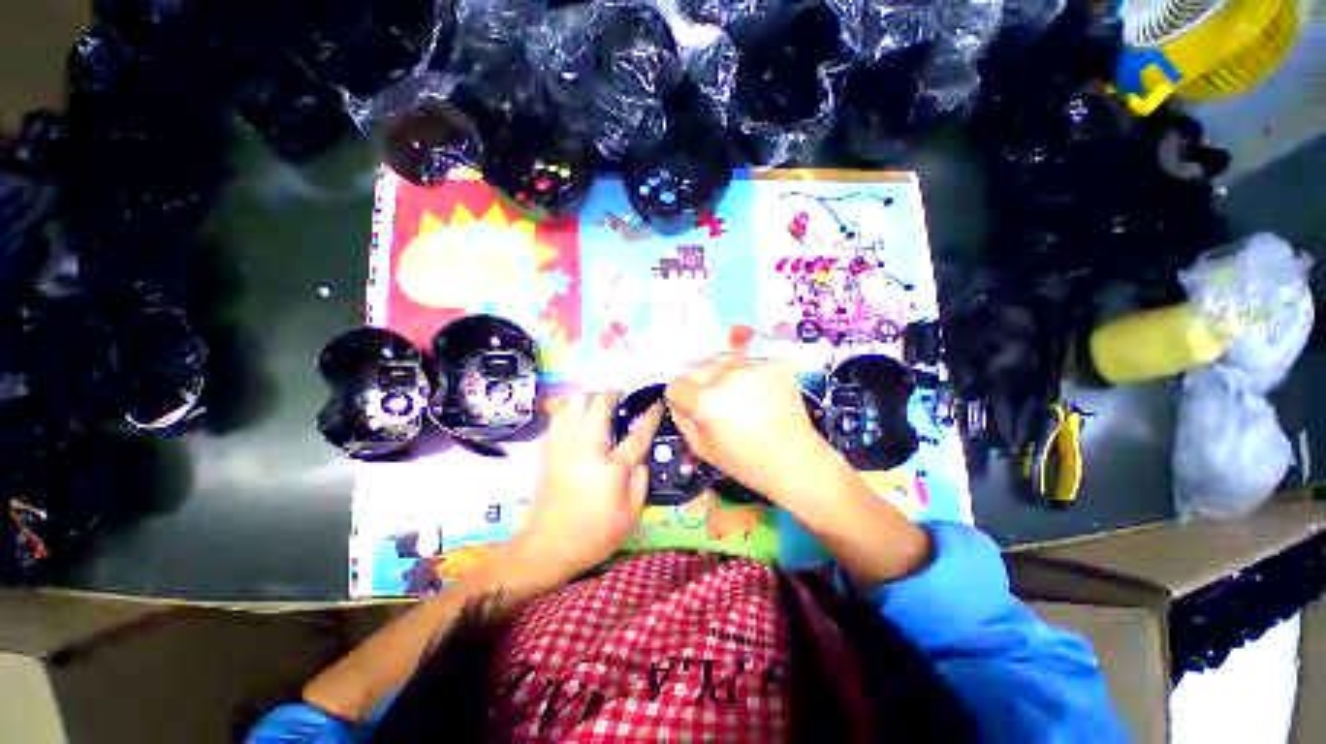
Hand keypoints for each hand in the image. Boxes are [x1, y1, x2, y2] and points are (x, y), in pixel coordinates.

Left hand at [507, 392, 662, 590]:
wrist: (547, 547)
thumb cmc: (595, 534)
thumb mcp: (631, 514)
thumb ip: (641, 479)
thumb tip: (641, 456)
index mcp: (611, 468)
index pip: (637, 433)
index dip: (650, 416)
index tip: (657, 403)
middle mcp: (586, 449)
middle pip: (598, 403)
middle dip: (613, 393)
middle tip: (620, 399)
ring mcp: (562, 446)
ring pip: (573, 401)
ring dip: (589, 397)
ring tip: (597, 406)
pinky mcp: (547, 449)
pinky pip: (558, 415)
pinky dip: (571, 410)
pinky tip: (578, 421)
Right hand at [665, 353, 838, 508]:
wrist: (795, 461)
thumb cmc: (745, 462)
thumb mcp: (701, 448)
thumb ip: (681, 418)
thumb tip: (676, 398)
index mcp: (706, 401)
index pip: (676, 385)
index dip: (680, 398)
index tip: (689, 407)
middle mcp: (726, 375)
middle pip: (695, 365)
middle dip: (695, 381)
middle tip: (710, 399)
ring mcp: (753, 365)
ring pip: (719, 357)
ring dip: (719, 372)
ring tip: (733, 392)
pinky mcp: (775, 363)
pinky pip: (746, 360)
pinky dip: (745, 372)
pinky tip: (755, 391)